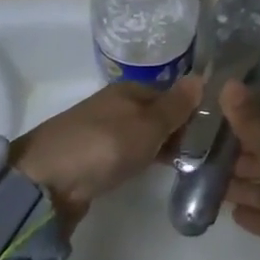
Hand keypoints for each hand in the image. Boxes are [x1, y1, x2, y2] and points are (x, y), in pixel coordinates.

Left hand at [11, 78, 198, 230]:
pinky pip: (127, 152)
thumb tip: (201, 77)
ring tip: (187, 166)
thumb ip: (175, 106)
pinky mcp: (92, 158)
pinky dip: (142, 159)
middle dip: (178, 130)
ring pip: (142, 134)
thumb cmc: (103, 146)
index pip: (170, 94)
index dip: (191, 111)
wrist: (45, 182)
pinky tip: (153, 172)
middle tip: (205, 155)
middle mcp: (115, 105)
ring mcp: (101, 131)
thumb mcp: (147, 125)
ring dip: (161, 146)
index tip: (214, 134)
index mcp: (128, 90)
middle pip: (155, 114)